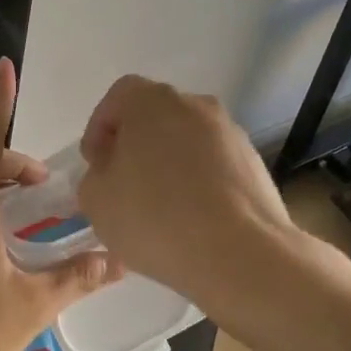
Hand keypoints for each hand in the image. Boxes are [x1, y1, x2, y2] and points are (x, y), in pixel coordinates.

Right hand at [77, 76, 296, 312]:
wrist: (239, 253)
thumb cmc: (155, 218)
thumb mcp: (96, 200)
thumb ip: (95, 176)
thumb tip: (113, 174)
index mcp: (152, 102)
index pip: (119, 96)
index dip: (100, 128)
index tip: (96, 164)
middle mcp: (196, 105)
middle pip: (156, 117)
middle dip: (137, 146)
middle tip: (124, 185)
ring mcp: (231, 133)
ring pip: (188, 141)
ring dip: (170, 165)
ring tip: (160, 208)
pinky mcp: (255, 164)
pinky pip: (214, 165)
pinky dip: (199, 183)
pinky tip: (192, 219)